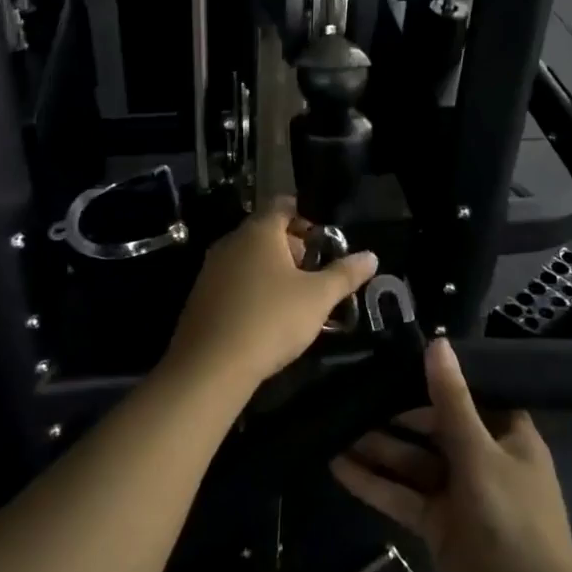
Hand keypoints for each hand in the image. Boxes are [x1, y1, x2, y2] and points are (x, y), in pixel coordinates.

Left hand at [166, 203, 377, 393]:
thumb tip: (371, 256)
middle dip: (292, 247)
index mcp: (259, 231)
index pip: (283, 204)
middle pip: (266, 231)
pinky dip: (252, 288)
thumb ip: (345, 274)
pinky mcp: (200, 296)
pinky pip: (233, 280)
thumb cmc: (270, 320)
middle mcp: (231, 241)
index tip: (324, 239)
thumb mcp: (318, 298)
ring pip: (248, 257)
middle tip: (315, 272)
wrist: (210, 367)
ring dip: (272, 270)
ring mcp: (211, 269)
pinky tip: (265, 317)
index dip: (306, 216)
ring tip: (295, 298)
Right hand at [331, 339, 571, 571]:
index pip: (468, 394)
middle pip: (434, 426)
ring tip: (335, 428)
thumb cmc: (511, 523)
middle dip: (396, 415)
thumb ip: (452, 401)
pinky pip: (403, 495)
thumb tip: (437, 342)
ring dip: (379, 448)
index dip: (435, 378)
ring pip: (413, 462)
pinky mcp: (438, 526)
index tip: (395, 358)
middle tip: (352, 392)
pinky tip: (339, 466)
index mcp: (507, 435)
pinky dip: (375, 483)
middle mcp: (483, 458)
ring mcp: (459, 494)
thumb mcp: (479, 454)